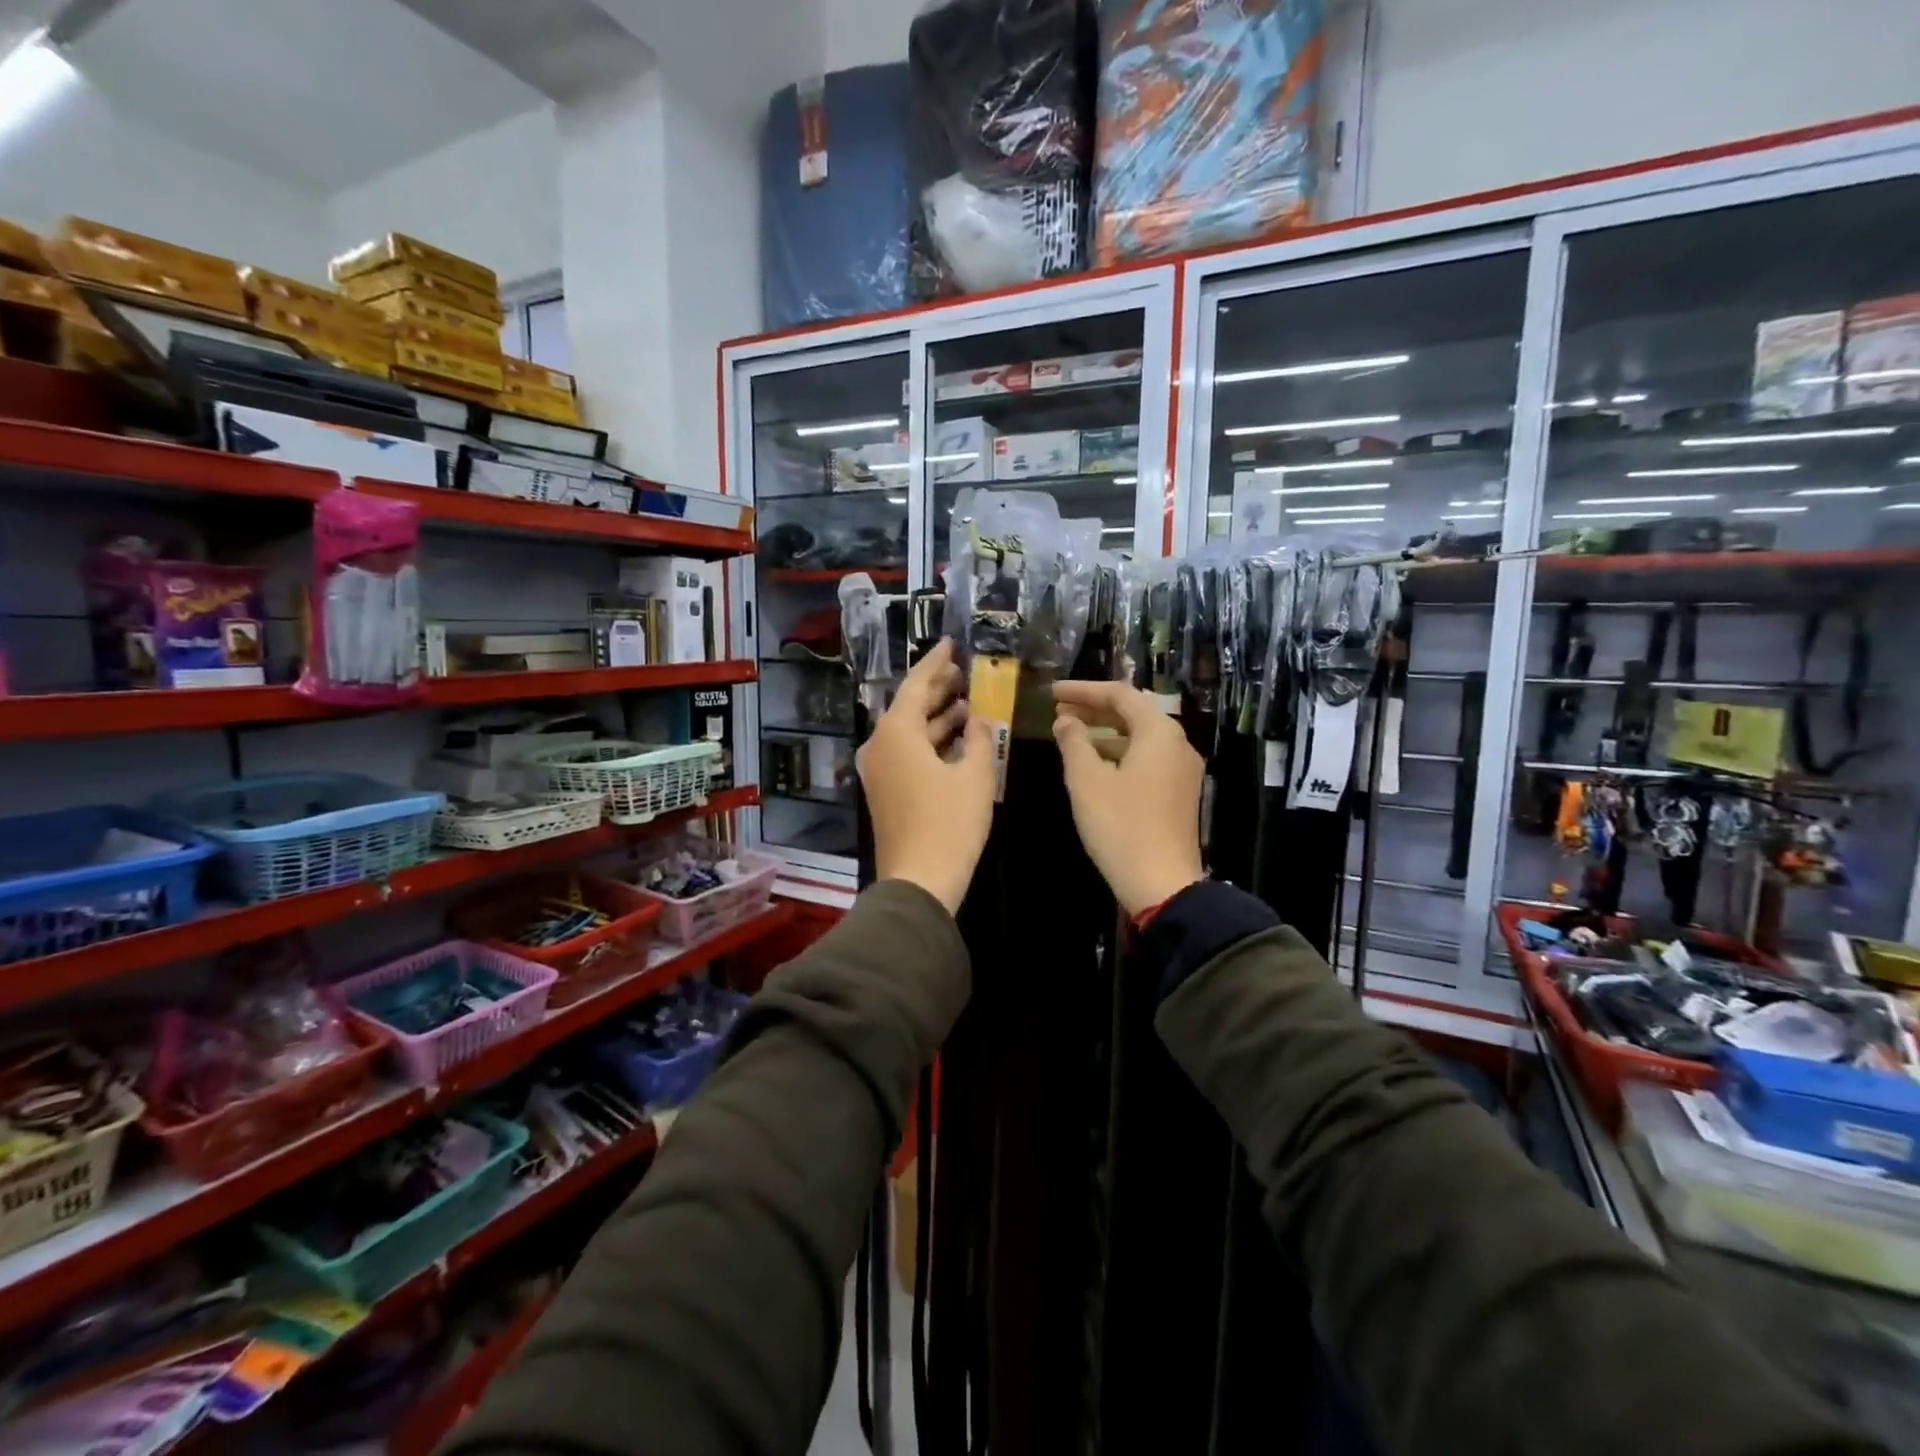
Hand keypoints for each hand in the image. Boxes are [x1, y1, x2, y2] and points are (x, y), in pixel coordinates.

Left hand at [857, 639, 995, 913]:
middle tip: (963, 672)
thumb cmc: (949, 823)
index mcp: (896, 732)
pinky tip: (956, 739)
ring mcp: (878, 769)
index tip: (950, 643)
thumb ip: (977, 737)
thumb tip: (979, 718)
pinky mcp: (884, 790)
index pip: (915, 684)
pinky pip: (906, 752)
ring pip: (908, 731)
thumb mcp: (974, 775)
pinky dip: (929, 741)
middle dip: (936, 688)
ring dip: (936, 716)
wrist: (918, 880)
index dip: (935, 662)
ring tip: (967, 702)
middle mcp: (879, 745)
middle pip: (908, 706)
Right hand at [1052, 680, 1204, 916]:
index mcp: (1159, 733)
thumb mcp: (1087, 781)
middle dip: (1094, 709)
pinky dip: (1118, 752)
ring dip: (1104, 732)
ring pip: (1139, 737)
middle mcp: (1177, 744)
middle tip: (1058, 711)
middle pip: (1133, 712)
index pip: (1119, 694)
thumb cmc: (1120, 826)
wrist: (1162, 884)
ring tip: (1068, 735)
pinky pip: (1146, 758)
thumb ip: (1073, 743)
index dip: (1083, 690)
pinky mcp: (1178, 793)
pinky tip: (1093, 763)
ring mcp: (1181, 770)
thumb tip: (1065, 721)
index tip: (1052, 692)